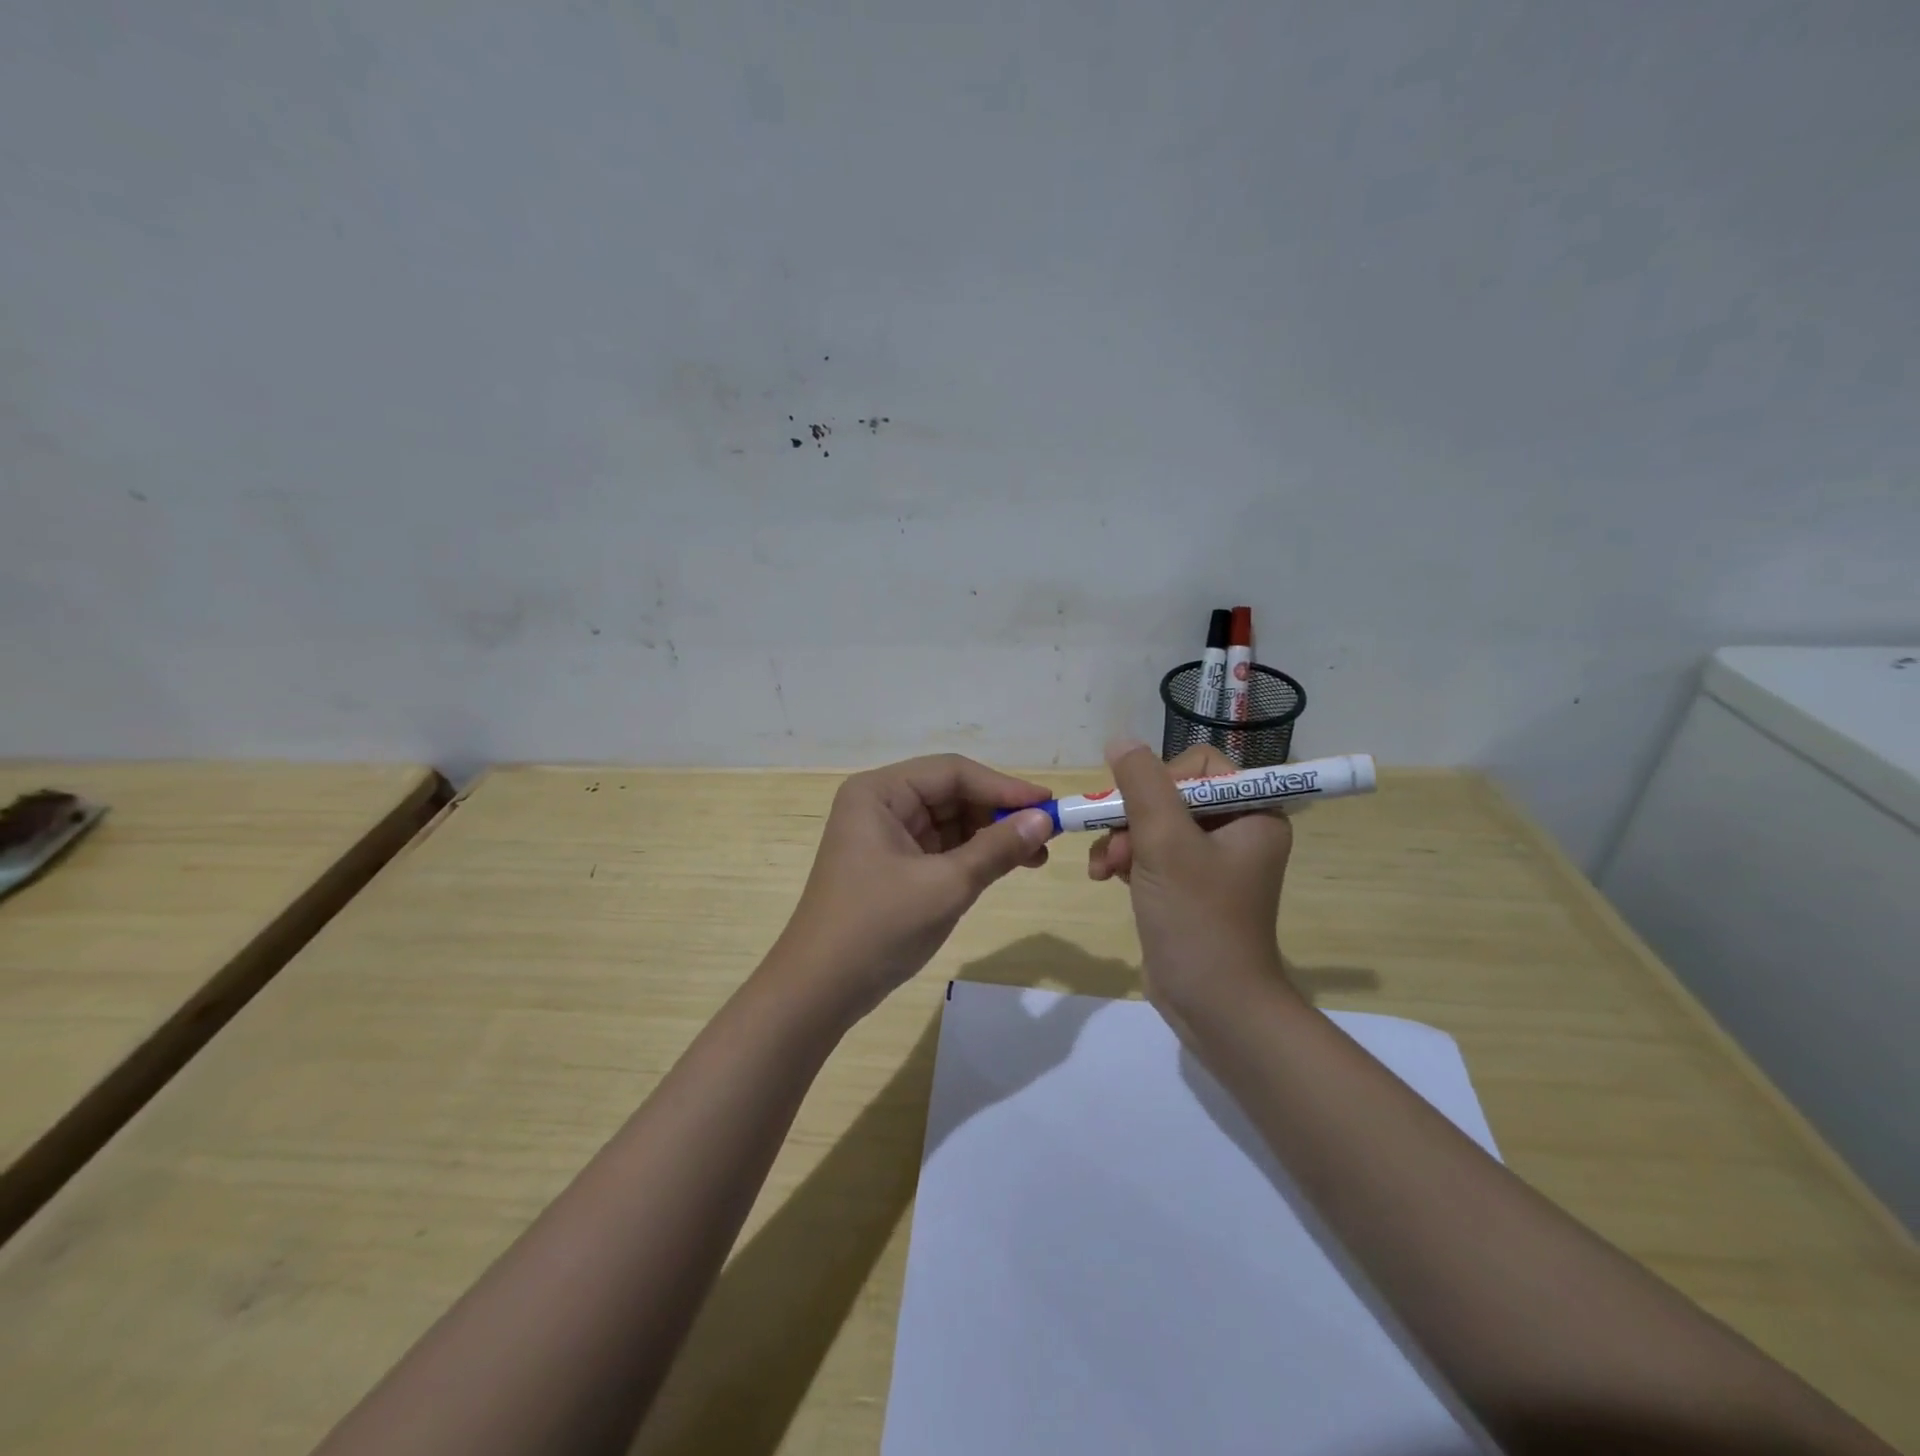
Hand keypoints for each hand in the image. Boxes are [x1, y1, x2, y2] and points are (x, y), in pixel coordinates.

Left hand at [771, 755, 1056, 1021]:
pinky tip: (1005, 866)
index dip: (1003, 787)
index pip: (952, 772)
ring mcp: (884, 836)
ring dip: (990, 835)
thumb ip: (997, 848)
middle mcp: (880, 804)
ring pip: (949, 821)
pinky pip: (940, 847)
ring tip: (1035, 856)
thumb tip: (1044, 819)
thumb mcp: (946, 885)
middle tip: (1047, 834)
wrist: (820, 990)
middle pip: (951, 793)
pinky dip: (972, 855)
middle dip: (998, 813)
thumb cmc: (878, 926)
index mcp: (879, 793)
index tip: (1049, 805)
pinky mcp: (892, 865)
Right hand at [1089, 740, 1293, 1018]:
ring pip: (1154, 823)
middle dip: (1133, 818)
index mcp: (1253, 812)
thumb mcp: (1165, 842)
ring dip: (1122, 840)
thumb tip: (1120, 739)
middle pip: (1170, 793)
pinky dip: (1127, 860)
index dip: (1160, 780)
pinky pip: (1152, 852)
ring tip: (1104, 870)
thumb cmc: (1197, 918)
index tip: (1137, 809)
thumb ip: (1141, 784)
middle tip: (1114, 848)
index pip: (1200, 766)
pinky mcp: (1188, 885)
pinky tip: (1107, 878)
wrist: (1213, 1005)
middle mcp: (1238, 829)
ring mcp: (1212, 860)